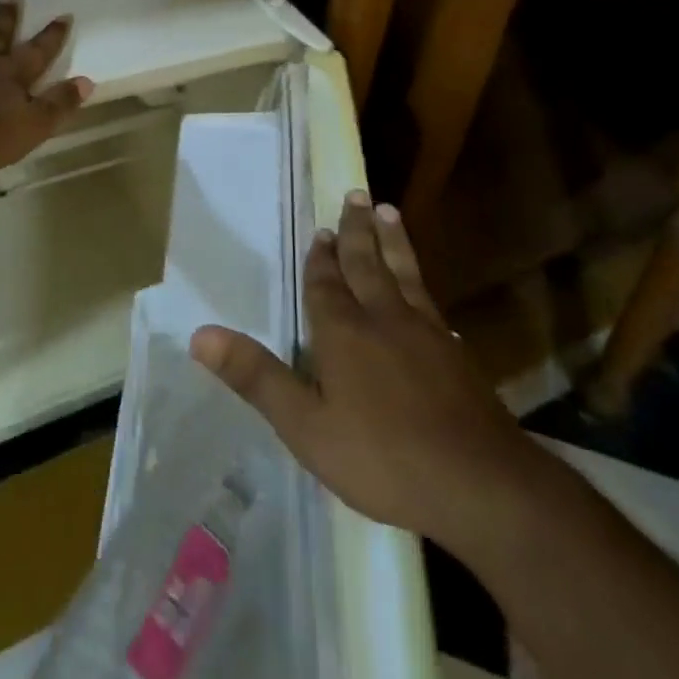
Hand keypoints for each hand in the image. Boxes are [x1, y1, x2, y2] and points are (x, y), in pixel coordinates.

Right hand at [191, 192, 526, 556]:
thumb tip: (200, 334)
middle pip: (367, 264)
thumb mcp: (305, 426)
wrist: (478, 484)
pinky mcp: (456, 353)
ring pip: (403, 273)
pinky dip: (422, 284)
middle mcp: (384, 319)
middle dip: (357, 230)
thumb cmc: (382, 457)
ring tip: (388, 210)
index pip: (326, 284)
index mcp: (344, 332)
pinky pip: (431, 304)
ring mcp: (426, 332)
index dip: (321, 258)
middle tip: (356, 194)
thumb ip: (256, 377)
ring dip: (393, 241)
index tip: (323, 229)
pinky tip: (425, 290)